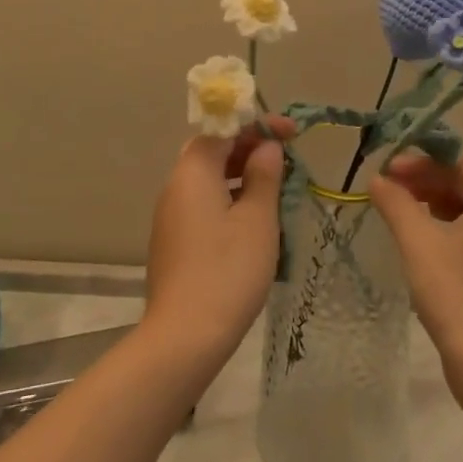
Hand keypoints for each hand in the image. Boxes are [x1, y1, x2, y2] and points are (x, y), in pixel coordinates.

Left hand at [143, 116, 293, 369]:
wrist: (184, 336)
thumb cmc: (228, 270)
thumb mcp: (258, 219)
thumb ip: (264, 175)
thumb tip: (267, 148)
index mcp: (193, 171)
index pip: (223, 128)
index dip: (258, 125)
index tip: (291, 133)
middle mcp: (175, 185)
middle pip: (212, 150)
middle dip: (248, 147)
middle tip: (283, 157)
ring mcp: (171, 214)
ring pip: (207, 178)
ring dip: (240, 173)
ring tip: (275, 187)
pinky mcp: (173, 240)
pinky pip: (203, 203)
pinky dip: (228, 197)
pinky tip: (253, 219)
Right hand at [368, 152, 462, 369]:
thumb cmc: (455, 291)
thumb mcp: (418, 240)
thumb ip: (395, 203)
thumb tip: (377, 178)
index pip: (455, 164)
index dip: (418, 163)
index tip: (386, 171)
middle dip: (424, 183)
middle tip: (389, 191)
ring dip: (433, 207)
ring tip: (401, 215)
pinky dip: (448, 231)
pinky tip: (423, 245)